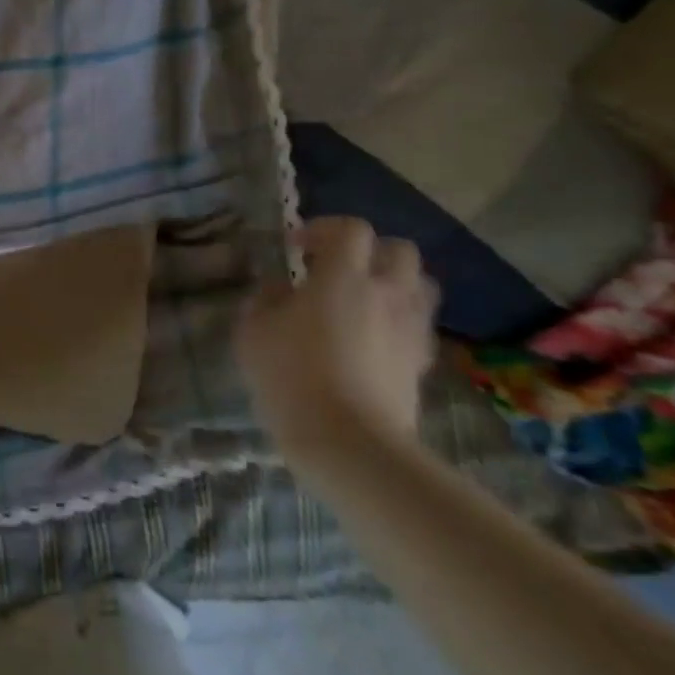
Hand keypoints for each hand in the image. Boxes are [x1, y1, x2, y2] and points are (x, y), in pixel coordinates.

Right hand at [234, 217, 438, 479]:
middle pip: (399, 250)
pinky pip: (418, 325)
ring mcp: (410, 329)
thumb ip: (265, 299)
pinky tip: (373, 337)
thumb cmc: (292, 377)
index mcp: (344, 277)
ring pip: (420, 286)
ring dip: (393, 282)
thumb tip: (279, 288)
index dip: (323, 229)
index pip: (351, 229)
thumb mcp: (253, 331)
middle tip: (336, 268)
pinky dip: (399, 320)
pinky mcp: (421, 364)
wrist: (350, 444)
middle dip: (369, 251)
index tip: (296, 248)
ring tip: (362, 299)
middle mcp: (387, 294)